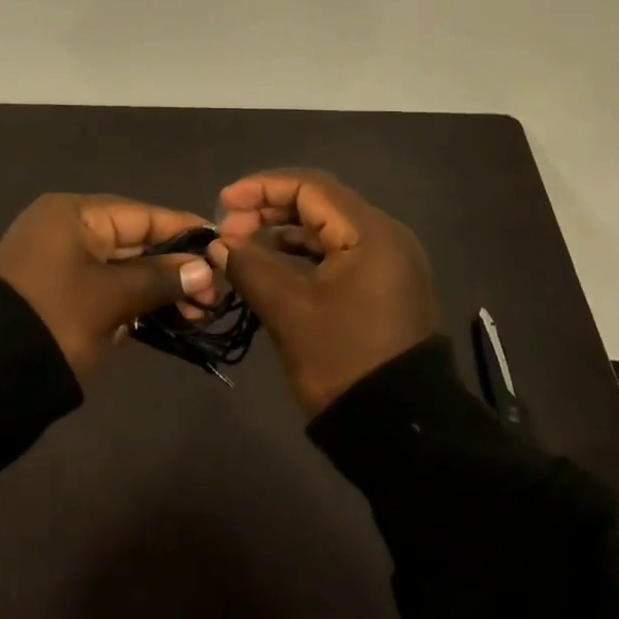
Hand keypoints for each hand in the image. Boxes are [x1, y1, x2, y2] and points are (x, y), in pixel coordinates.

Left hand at [0, 193, 218, 377]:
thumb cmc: (54, 320)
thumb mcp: (111, 297)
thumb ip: (159, 278)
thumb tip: (205, 269)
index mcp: (73, 214)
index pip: (141, 214)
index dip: (183, 230)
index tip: (222, 246)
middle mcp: (65, 229)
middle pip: (133, 240)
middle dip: (175, 266)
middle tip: (214, 295)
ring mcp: (59, 262)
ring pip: (121, 267)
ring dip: (157, 287)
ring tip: (198, 313)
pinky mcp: (57, 293)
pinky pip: (104, 287)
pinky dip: (132, 301)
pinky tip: (166, 318)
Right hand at [207, 169, 440, 415]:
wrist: (399, 430)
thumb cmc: (342, 361)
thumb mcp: (287, 310)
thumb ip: (249, 266)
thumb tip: (219, 244)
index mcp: (370, 233)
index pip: (310, 187)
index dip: (261, 188)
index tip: (223, 203)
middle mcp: (385, 237)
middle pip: (319, 203)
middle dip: (269, 209)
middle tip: (228, 228)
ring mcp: (388, 263)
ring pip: (327, 228)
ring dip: (283, 231)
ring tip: (242, 246)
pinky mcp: (384, 286)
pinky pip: (338, 253)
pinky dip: (303, 253)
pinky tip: (271, 265)